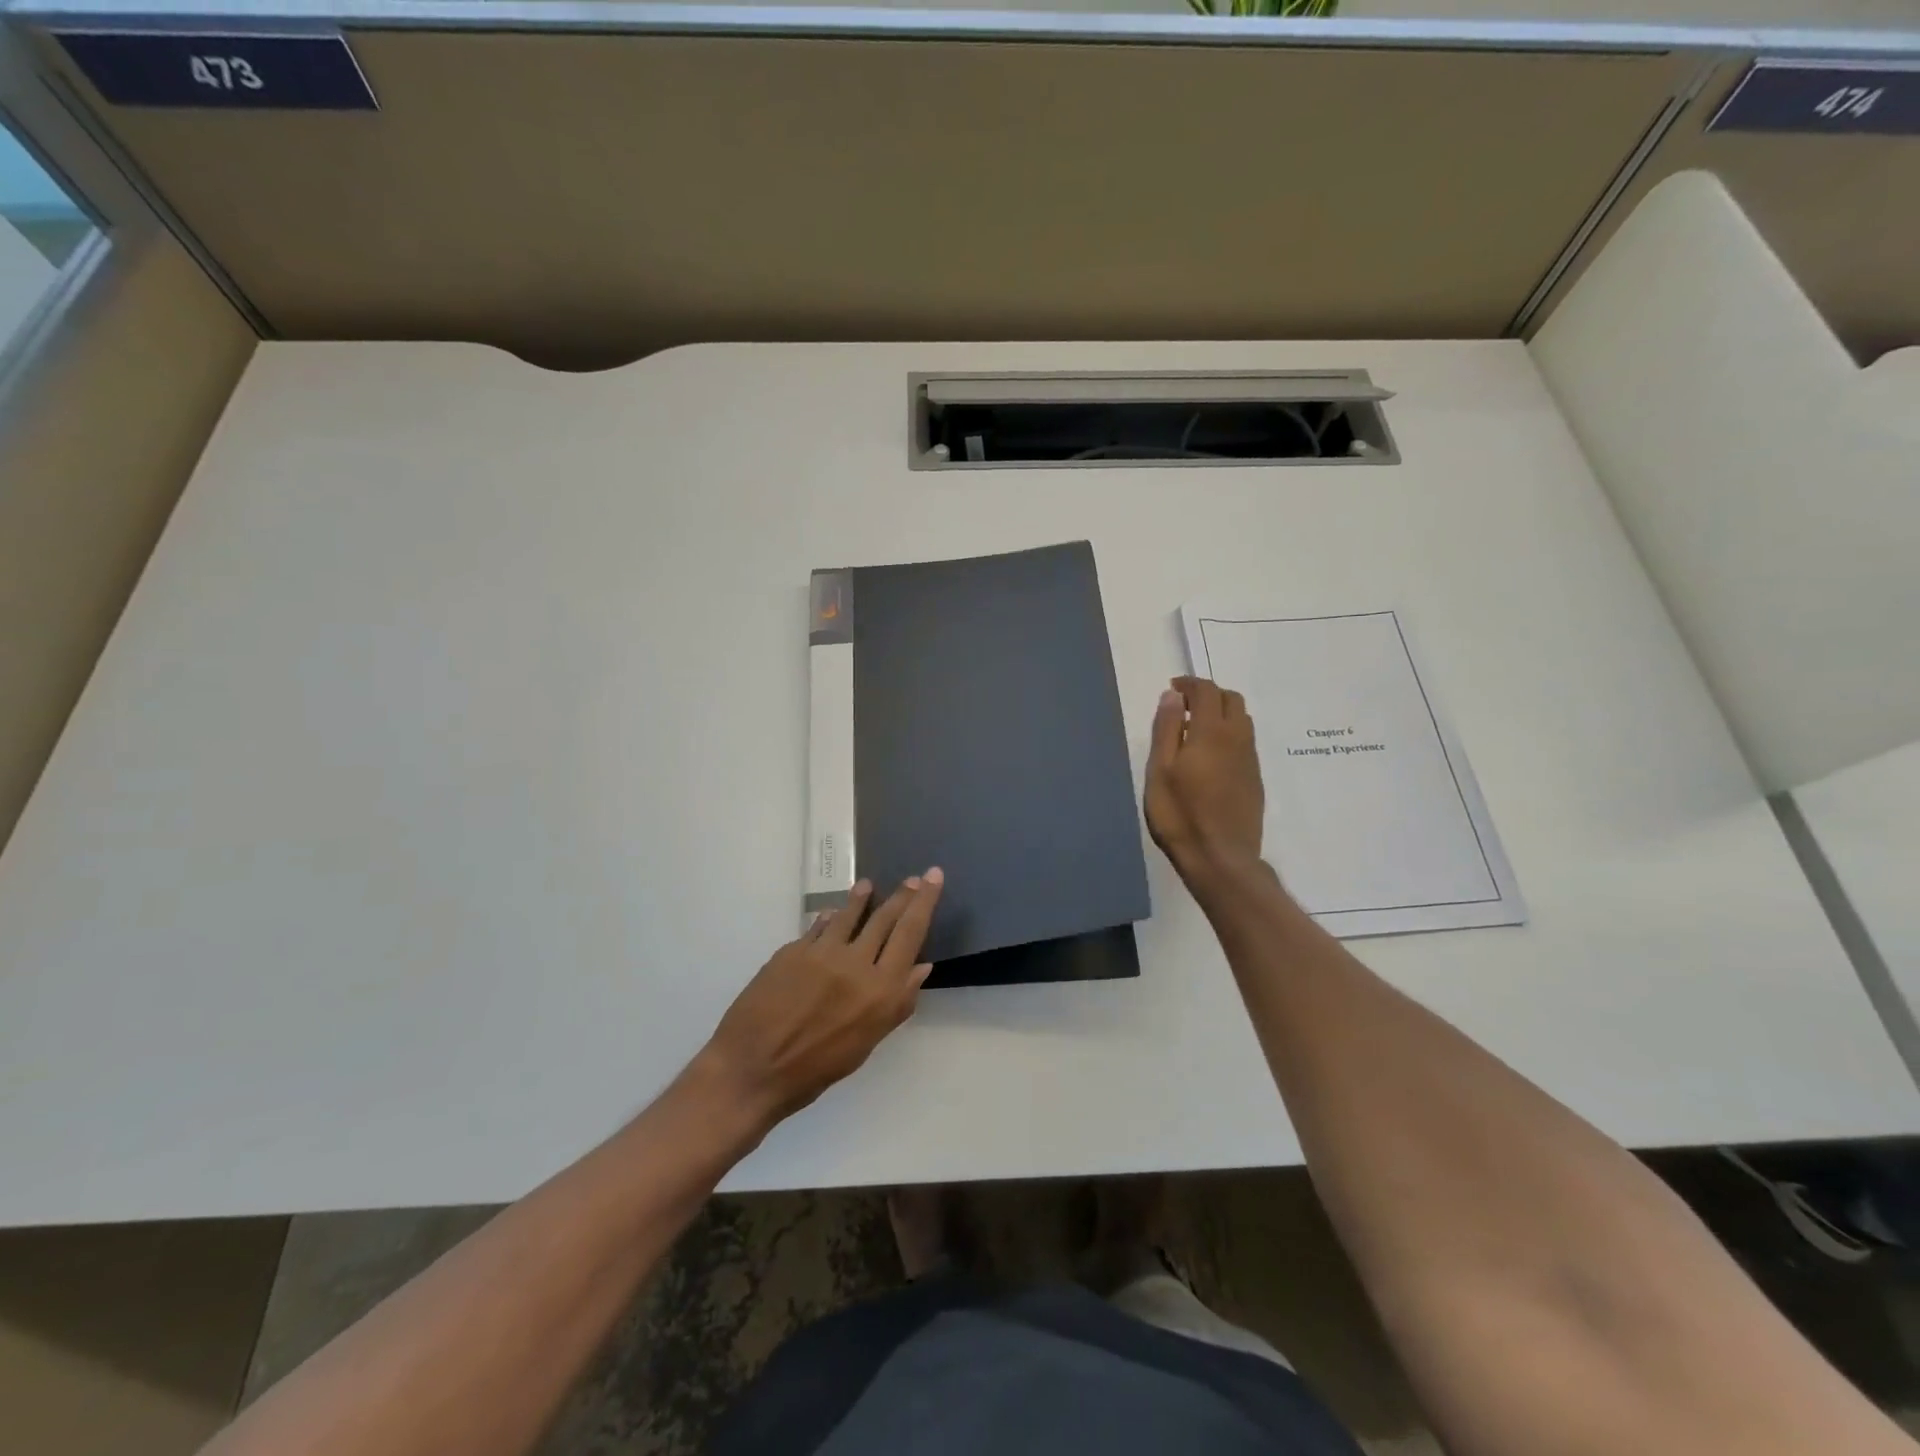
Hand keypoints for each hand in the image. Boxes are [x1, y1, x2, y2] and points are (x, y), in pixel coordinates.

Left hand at [696, 870, 944, 1130]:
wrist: (752, 1071)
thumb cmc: (815, 1070)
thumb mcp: (866, 1043)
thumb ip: (897, 1003)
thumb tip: (921, 966)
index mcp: (881, 991)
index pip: (910, 933)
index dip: (925, 901)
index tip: (934, 876)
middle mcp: (856, 963)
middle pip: (885, 918)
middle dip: (902, 895)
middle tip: (912, 878)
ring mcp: (822, 953)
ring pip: (849, 915)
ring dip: (862, 898)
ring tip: (868, 885)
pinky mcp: (792, 950)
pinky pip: (818, 927)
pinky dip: (829, 919)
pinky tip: (831, 915)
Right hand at [1145, 677, 1264, 884]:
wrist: (1220, 857)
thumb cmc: (1180, 814)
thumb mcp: (1160, 770)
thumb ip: (1166, 729)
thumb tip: (1172, 696)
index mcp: (1211, 732)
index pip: (1207, 691)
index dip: (1190, 684)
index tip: (1172, 689)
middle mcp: (1237, 738)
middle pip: (1231, 700)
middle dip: (1208, 695)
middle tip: (1182, 708)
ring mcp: (1250, 760)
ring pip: (1242, 720)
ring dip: (1220, 714)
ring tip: (1195, 730)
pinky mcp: (1255, 779)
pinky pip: (1244, 742)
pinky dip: (1228, 735)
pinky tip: (1209, 757)